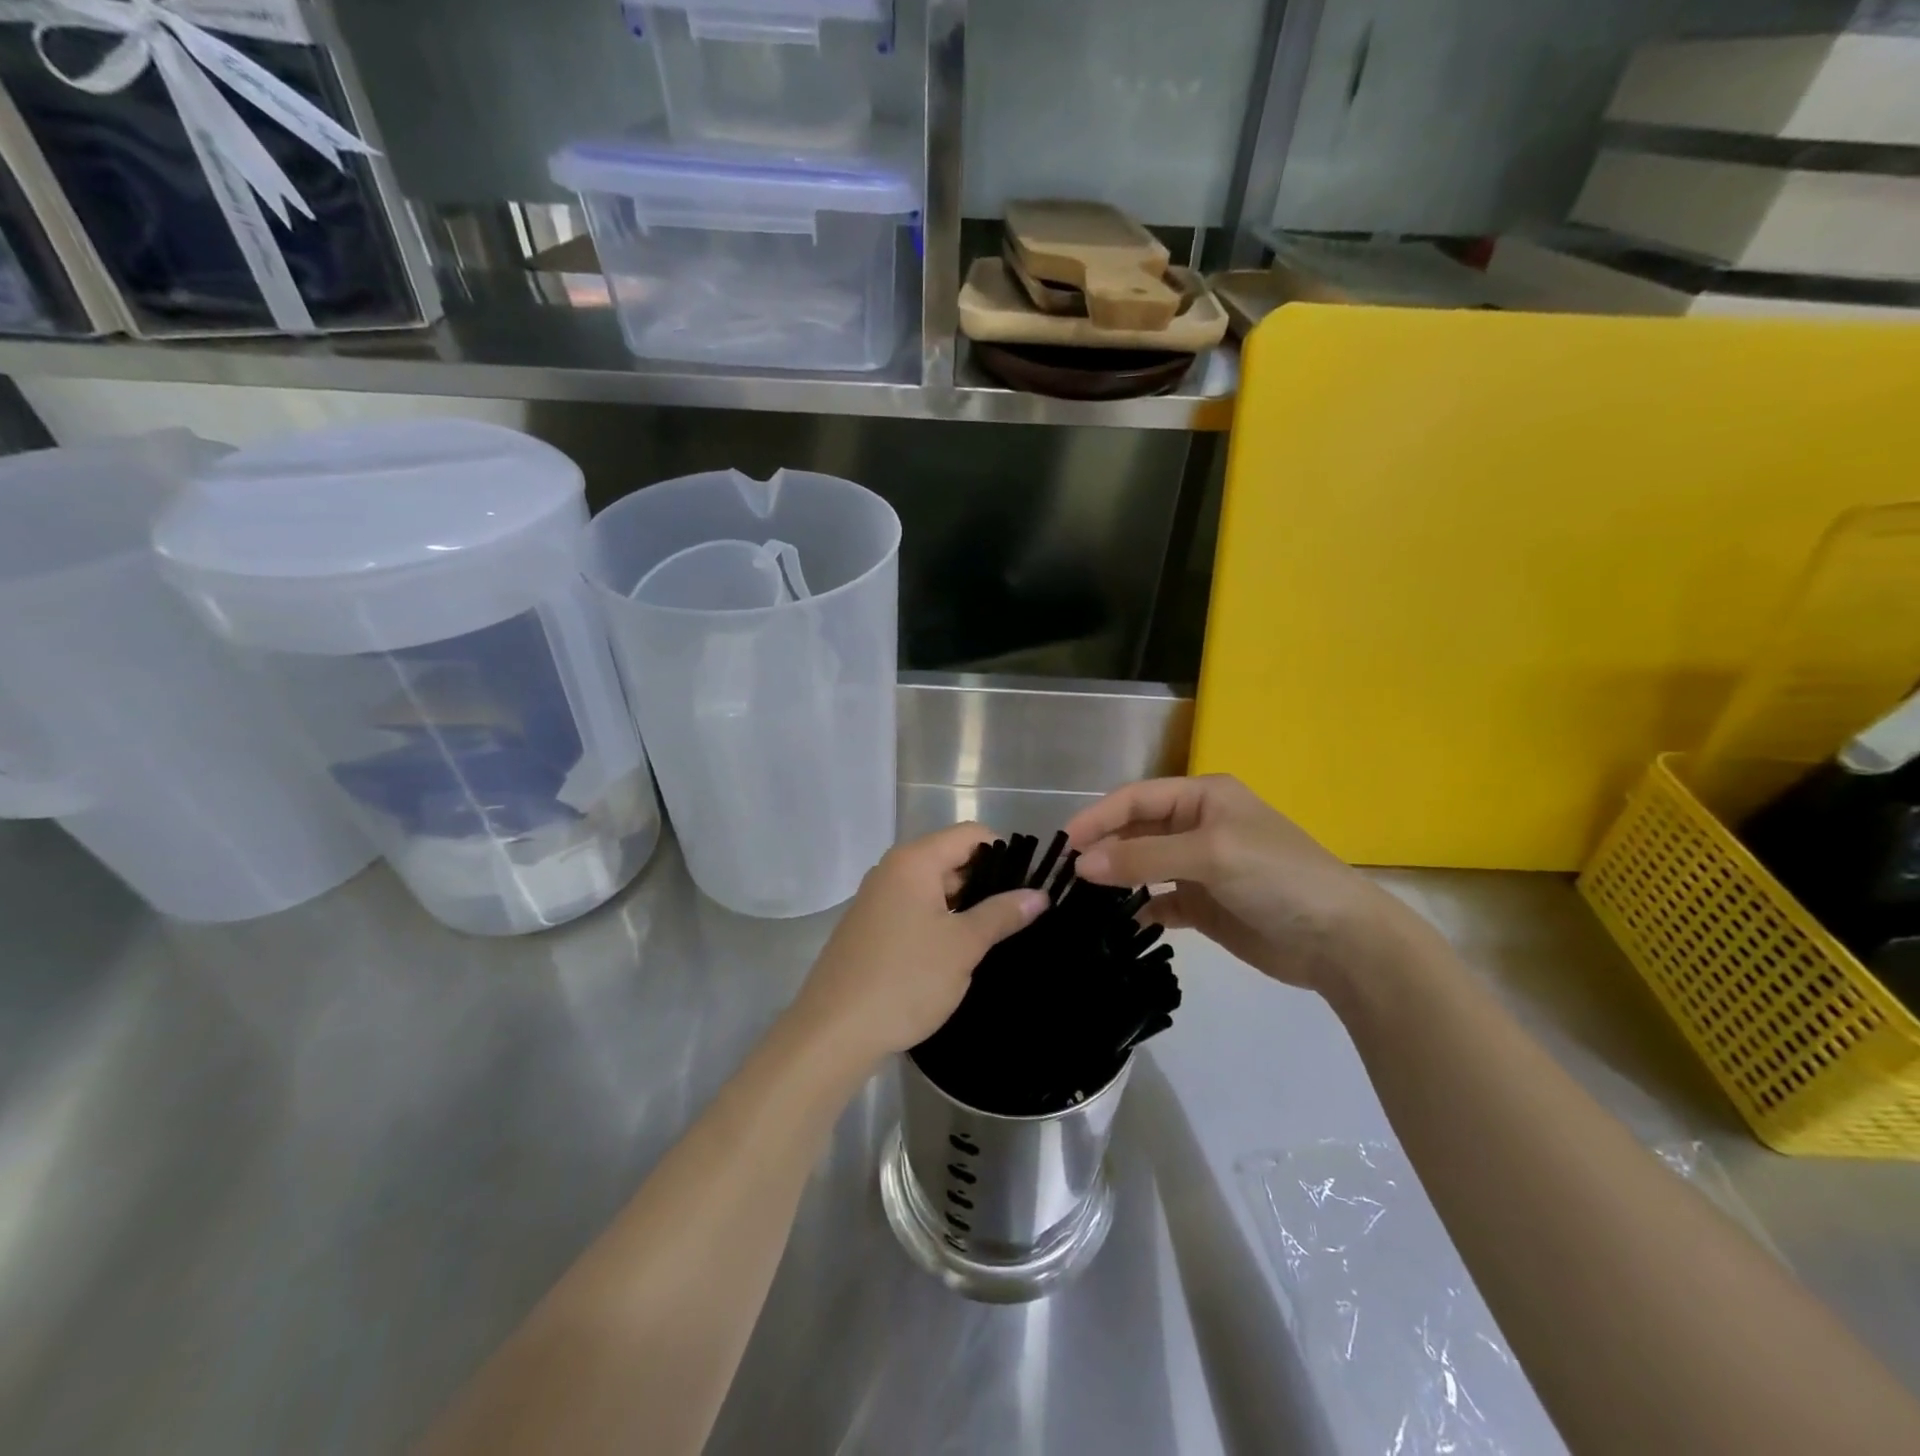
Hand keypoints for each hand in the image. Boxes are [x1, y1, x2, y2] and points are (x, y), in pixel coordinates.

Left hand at [790, 823, 1048, 1068]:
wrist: (834, 1031)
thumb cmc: (905, 979)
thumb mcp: (963, 945)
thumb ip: (1002, 914)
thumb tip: (1039, 895)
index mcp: (913, 861)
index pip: (970, 835)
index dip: (1004, 853)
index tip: (1028, 886)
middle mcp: (892, 870)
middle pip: (951, 858)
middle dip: (986, 882)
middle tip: (1019, 916)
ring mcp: (877, 899)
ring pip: (934, 888)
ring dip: (964, 906)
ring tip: (996, 936)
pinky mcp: (871, 927)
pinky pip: (915, 910)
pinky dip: (940, 922)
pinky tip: (958, 952)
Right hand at [1066, 775, 1421, 992]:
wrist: (1340, 940)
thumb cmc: (1277, 877)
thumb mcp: (1210, 854)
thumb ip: (1143, 857)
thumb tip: (1081, 865)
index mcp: (1202, 797)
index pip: (1136, 798)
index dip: (1098, 817)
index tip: (1064, 844)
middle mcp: (1197, 826)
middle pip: (1136, 831)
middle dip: (1104, 849)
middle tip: (1066, 877)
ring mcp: (1199, 867)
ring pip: (1144, 867)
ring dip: (1116, 880)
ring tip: (1082, 900)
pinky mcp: (1204, 905)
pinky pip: (1159, 902)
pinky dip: (1139, 910)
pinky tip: (1119, 924)